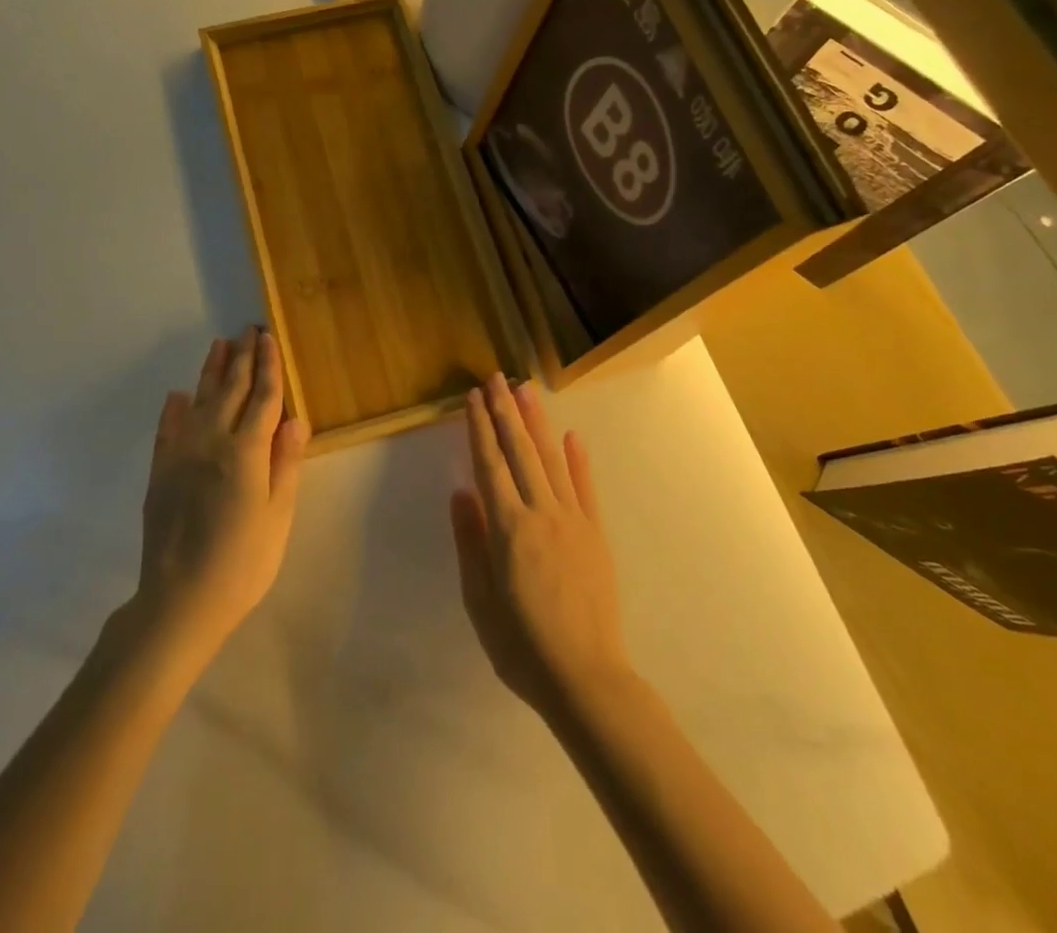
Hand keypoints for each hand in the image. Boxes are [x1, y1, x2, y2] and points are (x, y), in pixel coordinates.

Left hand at [134, 327, 307, 662]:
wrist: (180, 600)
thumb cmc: (243, 561)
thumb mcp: (278, 515)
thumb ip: (285, 463)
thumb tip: (296, 418)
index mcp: (246, 451)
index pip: (263, 396)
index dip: (269, 365)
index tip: (269, 337)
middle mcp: (212, 441)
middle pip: (231, 390)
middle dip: (242, 358)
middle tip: (248, 329)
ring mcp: (181, 454)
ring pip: (199, 400)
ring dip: (211, 371)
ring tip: (219, 345)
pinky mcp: (160, 472)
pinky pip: (167, 429)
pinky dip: (173, 409)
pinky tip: (177, 395)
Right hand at [451, 373, 632, 722]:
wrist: (586, 678)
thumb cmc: (522, 646)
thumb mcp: (480, 600)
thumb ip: (471, 542)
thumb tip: (460, 492)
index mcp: (509, 528)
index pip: (489, 465)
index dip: (479, 429)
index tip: (472, 397)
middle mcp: (541, 513)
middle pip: (519, 452)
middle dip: (505, 412)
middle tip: (496, 377)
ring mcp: (573, 520)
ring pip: (551, 460)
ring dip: (536, 422)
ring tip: (526, 389)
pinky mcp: (596, 534)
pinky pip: (585, 488)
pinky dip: (578, 459)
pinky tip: (571, 435)